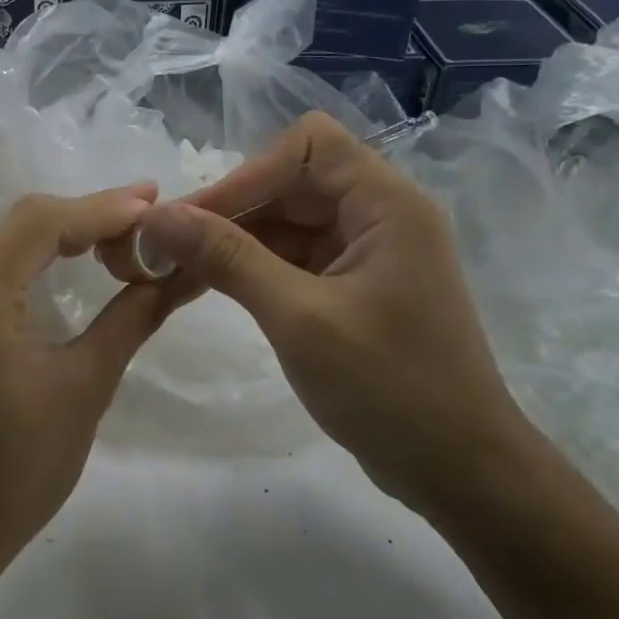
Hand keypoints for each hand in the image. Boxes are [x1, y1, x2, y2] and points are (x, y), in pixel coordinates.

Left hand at [0, 187, 180, 575]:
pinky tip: (65, 255)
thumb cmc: (18, 470)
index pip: (39, 223)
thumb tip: (179, 273)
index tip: (154, 201)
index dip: (100, 207)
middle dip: (85, 216)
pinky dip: (27, 254)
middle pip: (18, 222)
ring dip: (57, 232)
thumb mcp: (86, 387)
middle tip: (145, 216)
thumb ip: (132, 317)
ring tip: (118, 231)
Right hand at [133, 113, 538, 517]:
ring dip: (236, 238)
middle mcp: (380, 214)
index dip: (248, 172)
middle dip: (232, 207)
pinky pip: (296, 256)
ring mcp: (369, 252)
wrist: (460, 473)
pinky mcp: (356, 286)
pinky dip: (255, 265)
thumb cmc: (390, 389)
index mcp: (386, 203)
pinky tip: (214, 284)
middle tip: (169, 244)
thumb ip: (227, 258)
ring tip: (178, 266)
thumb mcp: (299, 318)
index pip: (308, 145)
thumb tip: (158, 216)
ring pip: (289, 220)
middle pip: (293, 181)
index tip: (196, 217)